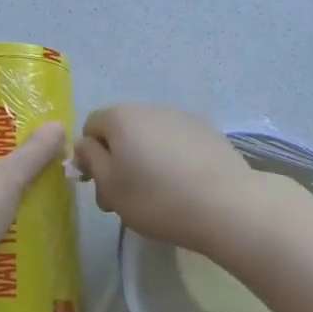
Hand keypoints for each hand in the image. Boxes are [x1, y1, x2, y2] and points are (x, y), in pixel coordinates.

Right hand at [73, 104, 279, 253]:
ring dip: (146, 157)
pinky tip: (184, 185)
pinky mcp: (208, 129)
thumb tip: (85, 144)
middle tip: (125, 199)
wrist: (227, 205)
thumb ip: (90, 160)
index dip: (89, 157)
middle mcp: (149, 106)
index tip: (100, 187)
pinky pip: (177, 140)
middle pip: (122, 130)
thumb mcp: (110, 187)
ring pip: (150, 135)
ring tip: (158, 193)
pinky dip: (173, 157)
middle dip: (118, 159)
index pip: (91, 127)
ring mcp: (181, 115)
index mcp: (120, 117)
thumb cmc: (157, 198)